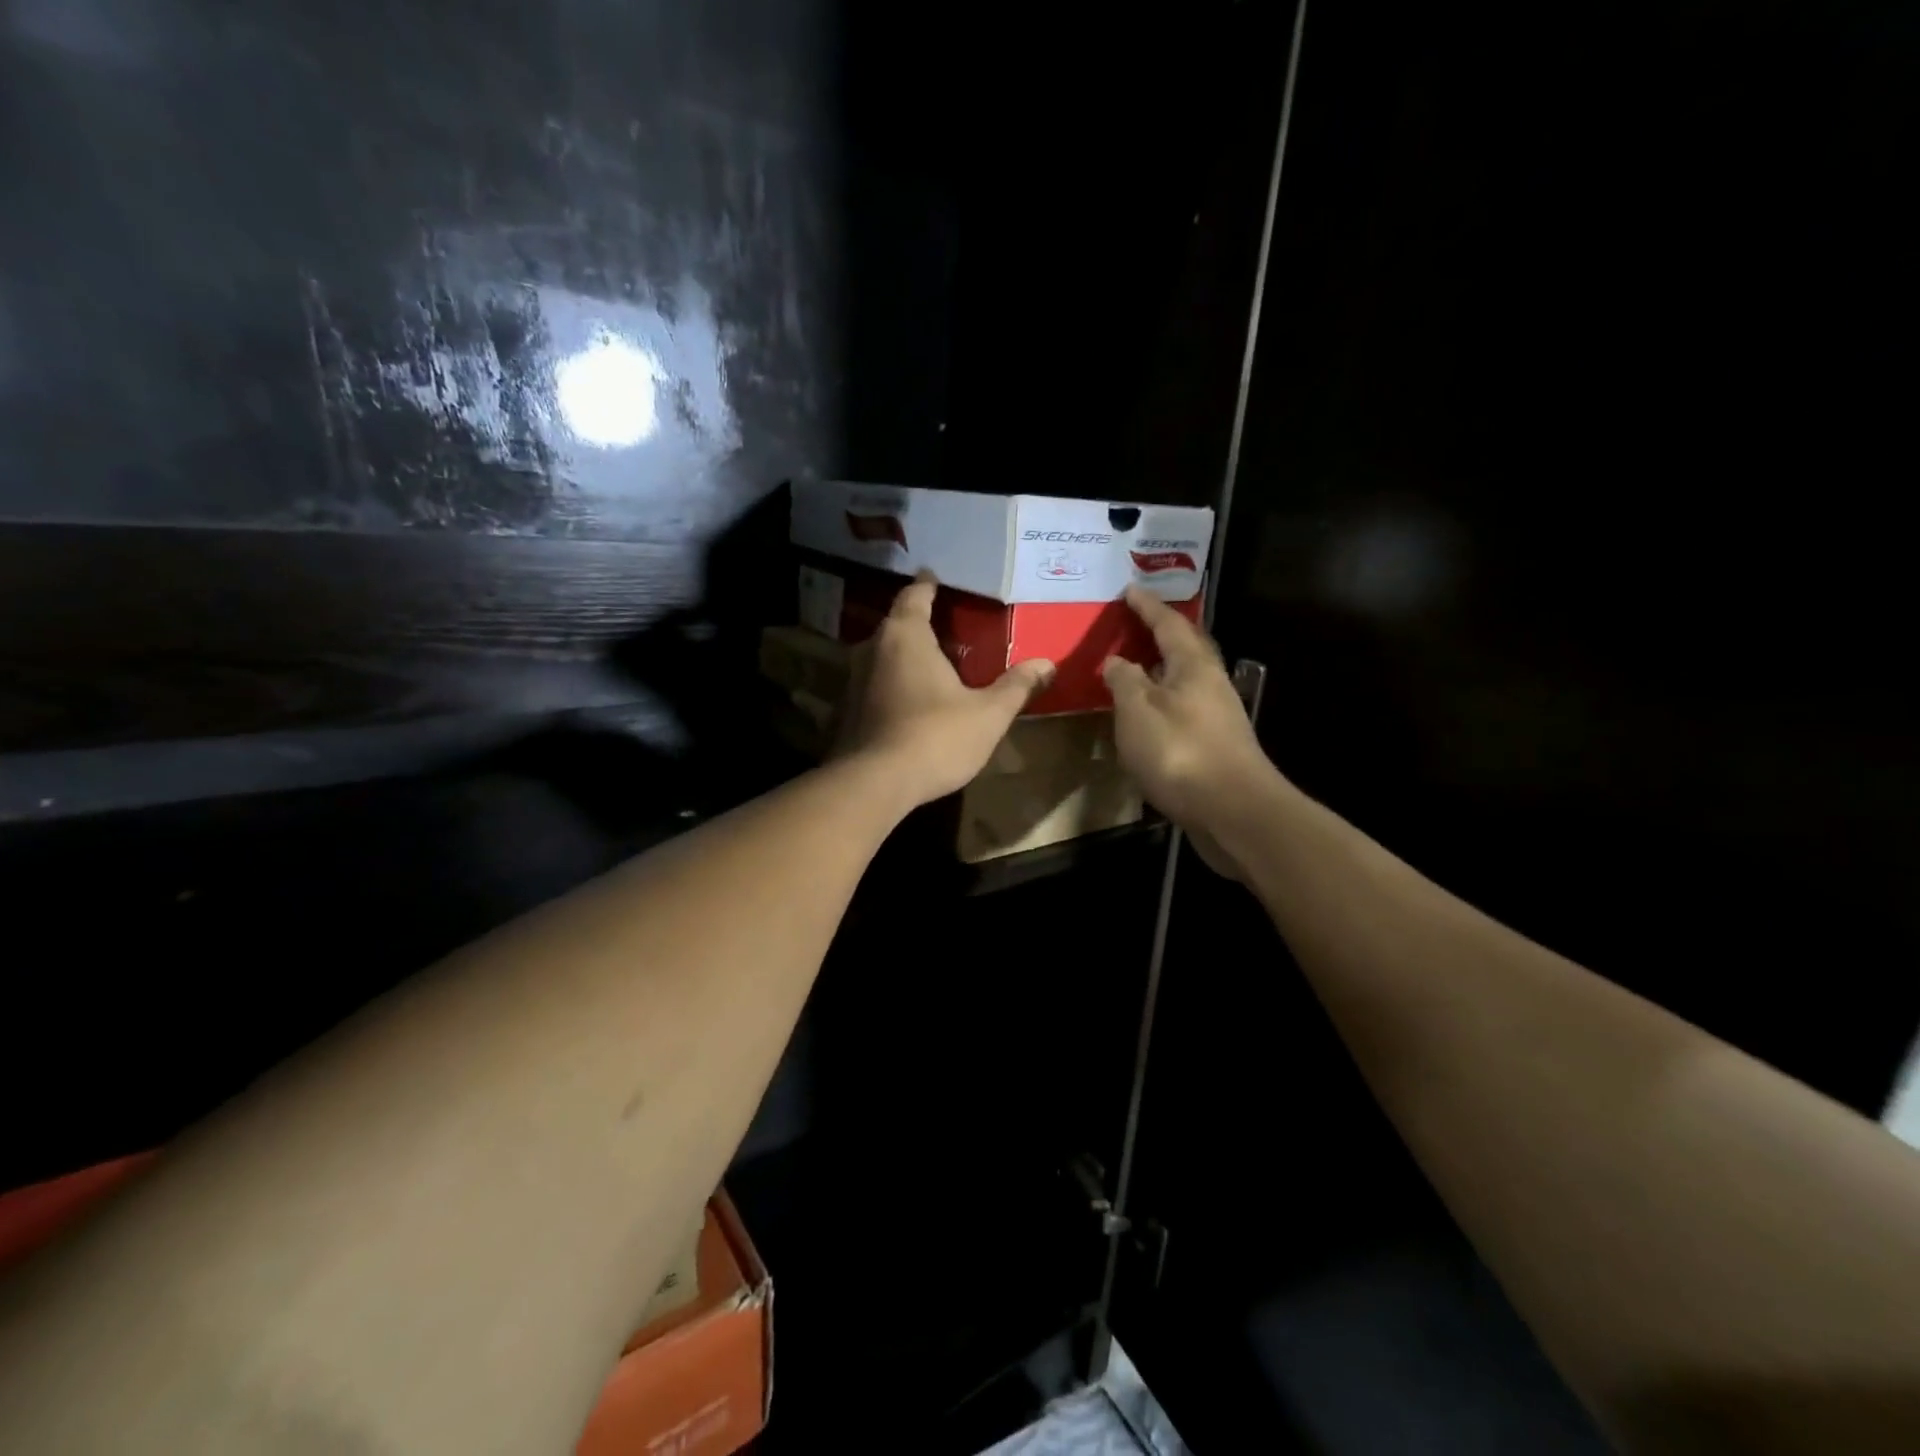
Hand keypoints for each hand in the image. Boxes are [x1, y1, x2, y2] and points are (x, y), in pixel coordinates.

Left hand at [838, 572, 1054, 806]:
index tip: (935, 577)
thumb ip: (1016, 686)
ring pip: (882, 655)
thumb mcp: (987, 714)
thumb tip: (1048, 663)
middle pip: (895, 624)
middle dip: (917, 621)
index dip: (927, 585)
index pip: (914, 596)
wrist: (874, 784)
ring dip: (903, 655)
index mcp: (905, 636)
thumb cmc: (935, 737)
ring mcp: (853, 681)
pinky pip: (874, 684)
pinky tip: (909, 699)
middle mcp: (872, 649)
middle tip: (943, 623)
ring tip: (930, 661)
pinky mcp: (847, 712)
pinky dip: (892, 683)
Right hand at [1102, 587, 1276, 857]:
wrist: (1233, 812)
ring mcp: (1217, 716)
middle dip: (1160, 633)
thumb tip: (1117, 661)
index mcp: (1193, 666)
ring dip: (1160, 670)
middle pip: (1185, 648)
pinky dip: (1162, 701)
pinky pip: (1183, 708)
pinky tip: (1147, 716)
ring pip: (1185, 680)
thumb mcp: (1138, 711)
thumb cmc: (1180, 753)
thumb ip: (1125, 682)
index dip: (1147, 607)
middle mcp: (1211, 684)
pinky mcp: (1215, 746)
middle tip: (1135, 622)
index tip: (1129, 589)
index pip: (1168, 624)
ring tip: (1134, 666)